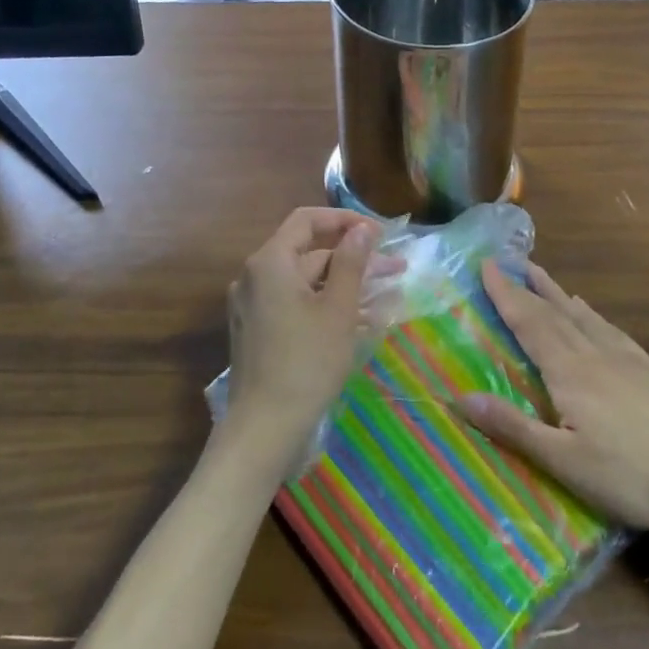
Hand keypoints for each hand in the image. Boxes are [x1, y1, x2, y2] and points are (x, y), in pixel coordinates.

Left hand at [221, 208, 379, 474]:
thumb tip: (362, 229)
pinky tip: (360, 321)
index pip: (307, 220)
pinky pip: (296, 306)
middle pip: (309, 253)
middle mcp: (255, 276)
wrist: (264, 427)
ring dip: (345, 286)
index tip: (380, 234)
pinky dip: (326, 307)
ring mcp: (253, 306)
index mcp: (270, 262)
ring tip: (387, 297)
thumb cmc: (307, 362)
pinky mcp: (258, 331)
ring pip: (306, 283)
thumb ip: (352, 262)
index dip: (345, 221)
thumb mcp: (338, 309)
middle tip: (396, 270)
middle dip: (354, 260)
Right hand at [458, 262, 648, 532]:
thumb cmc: (630, 475)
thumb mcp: (563, 460)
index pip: (530, 323)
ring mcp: (627, 359)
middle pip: (554, 313)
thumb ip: (512, 427)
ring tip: (541, 274)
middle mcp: (595, 354)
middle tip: (508, 262)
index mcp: (570, 372)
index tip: (487, 266)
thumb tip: (460, 397)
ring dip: (557, 293)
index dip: (506, 295)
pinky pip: (611, 329)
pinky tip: (591, 314)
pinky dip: (591, 314)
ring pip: (583, 316)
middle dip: (527, 288)